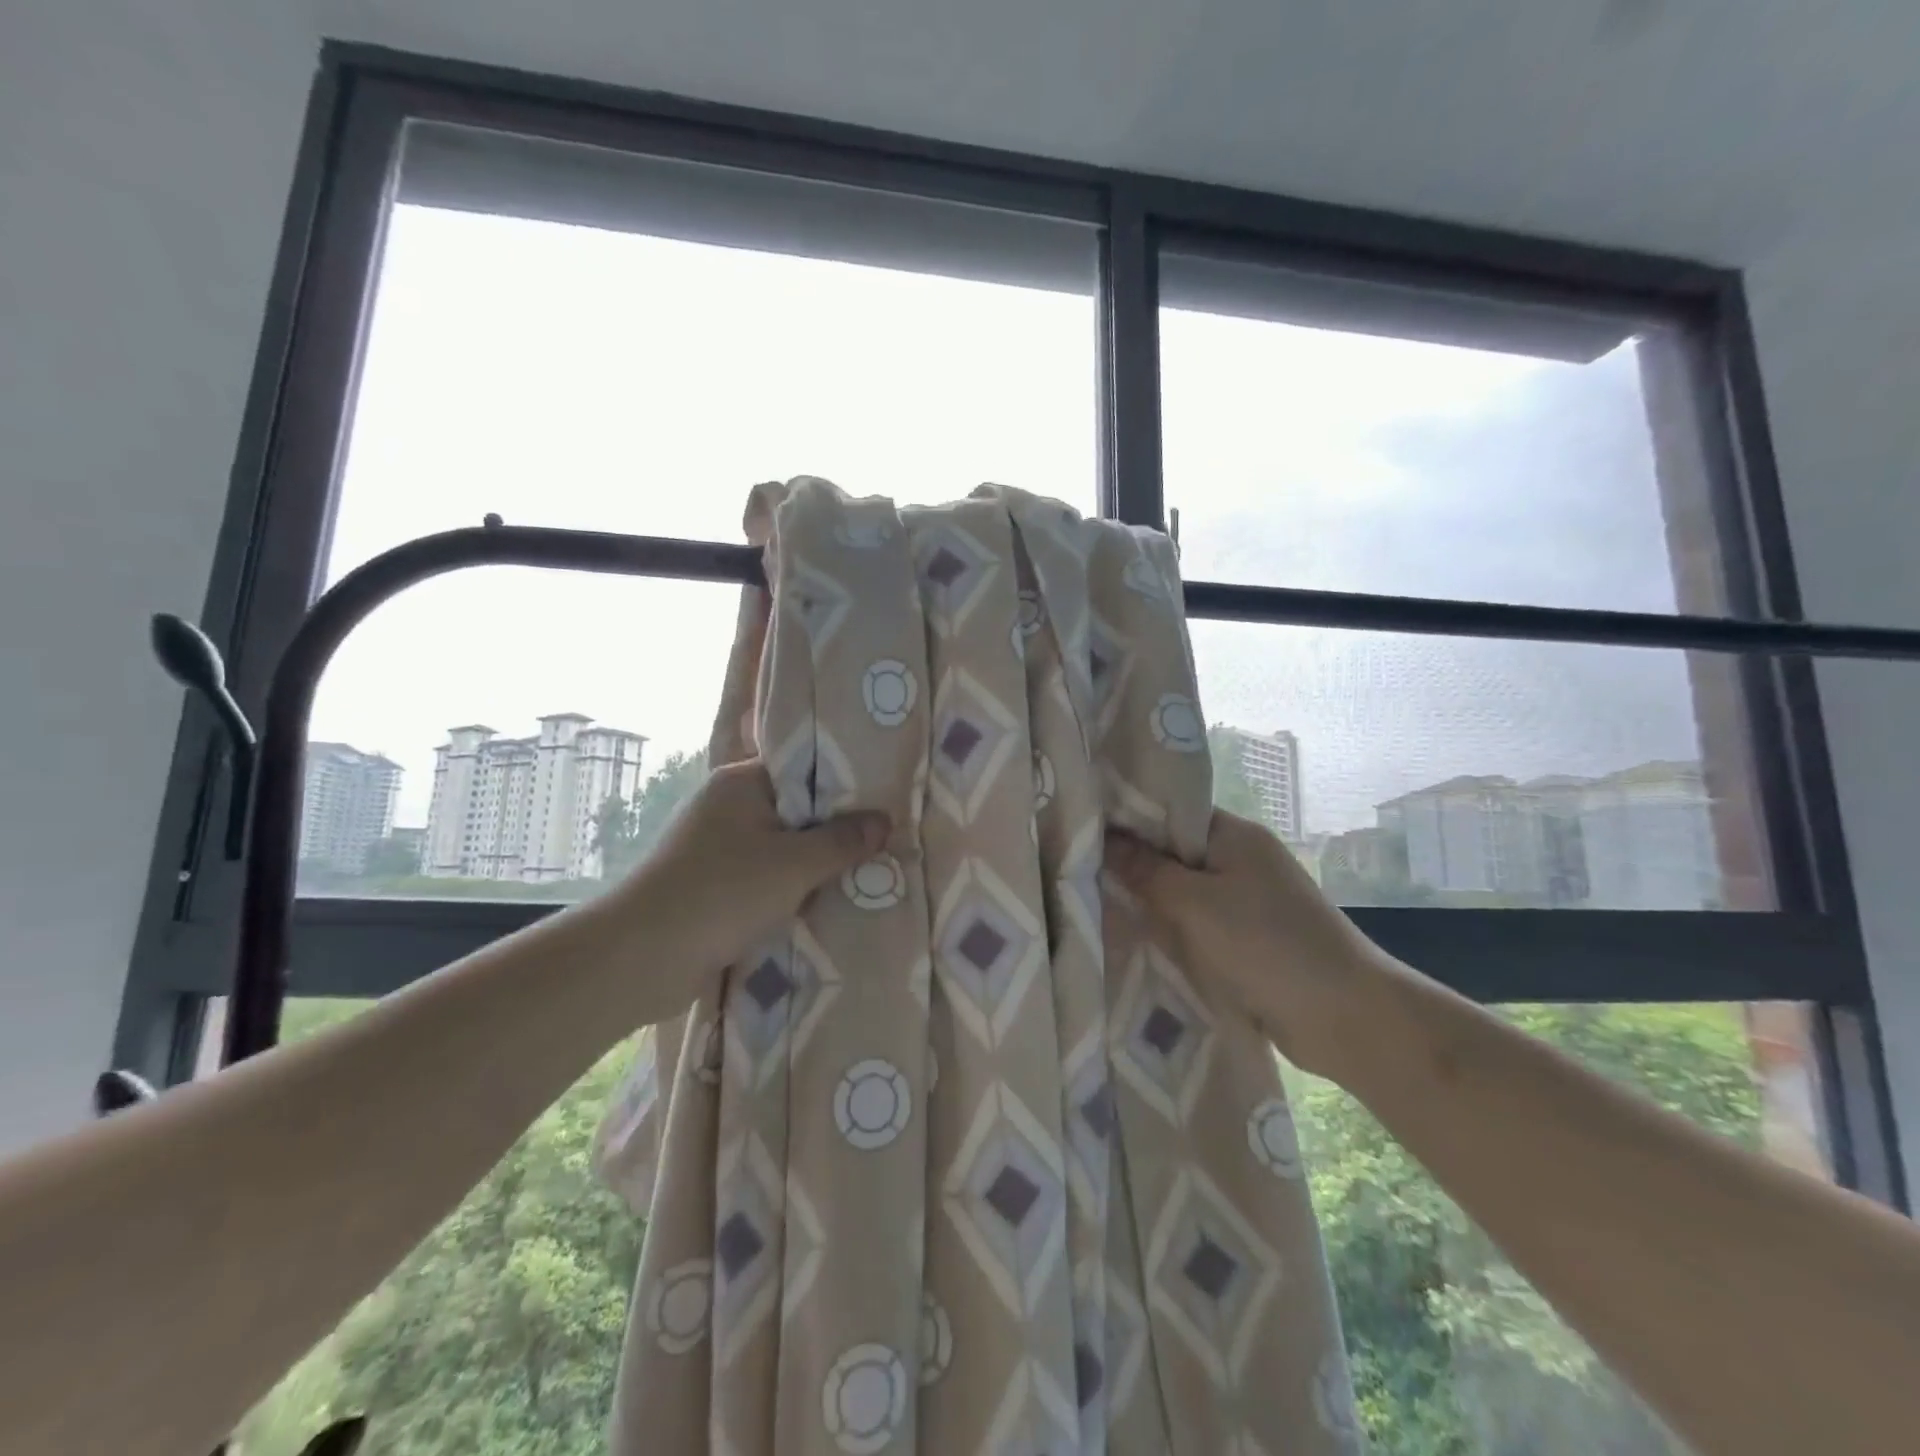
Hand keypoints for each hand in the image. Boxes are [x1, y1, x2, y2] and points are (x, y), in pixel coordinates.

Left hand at [619, 758, 889, 981]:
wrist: (641, 960)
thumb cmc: (722, 893)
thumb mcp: (795, 864)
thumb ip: (843, 841)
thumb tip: (884, 820)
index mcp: (741, 782)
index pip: (803, 767)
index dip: (845, 783)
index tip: (886, 797)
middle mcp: (728, 807)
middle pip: (797, 810)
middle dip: (836, 829)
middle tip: (886, 838)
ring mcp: (718, 848)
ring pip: (783, 848)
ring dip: (815, 865)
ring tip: (867, 870)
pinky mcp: (714, 886)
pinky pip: (766, 878)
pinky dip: (792, 889)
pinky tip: (827, 901)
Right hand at [1105, 810, 1400, 1078]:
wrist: (1346, 1017)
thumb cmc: (1268, 944)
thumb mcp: (1196, 903)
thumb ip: (1146, 871)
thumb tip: (1104, 840)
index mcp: (1234, 835)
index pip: (1169, 813)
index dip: (1127, 819)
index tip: (1080, 830)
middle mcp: (1240, 861)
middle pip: (1172, 854)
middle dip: (1131, 866)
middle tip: (1076, 872)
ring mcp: (1245, 902)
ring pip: (1181, 894)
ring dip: (1149, 904)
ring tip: (1091, 906)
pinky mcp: (1247, 941)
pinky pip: (1196, 927)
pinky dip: (1171, 933)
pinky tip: (1131, 940)